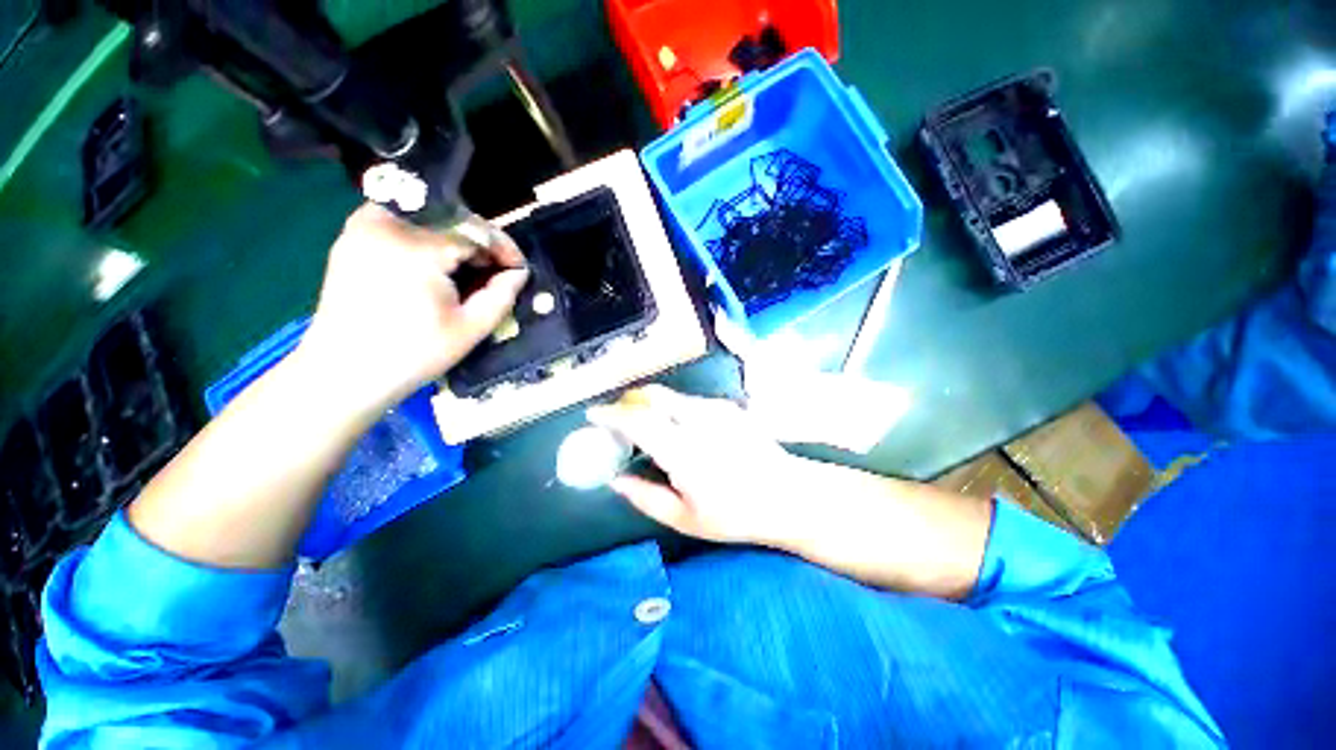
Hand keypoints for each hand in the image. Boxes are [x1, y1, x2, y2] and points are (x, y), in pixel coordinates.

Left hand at [298, 204, 528, 412]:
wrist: (345, 371)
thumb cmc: (414, 354)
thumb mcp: (471, 328)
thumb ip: (501, 295)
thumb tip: (519, 272)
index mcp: (417, 248)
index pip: (475, 231)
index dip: (503, 248)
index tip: (519, 268)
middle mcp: (387, 224)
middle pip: (451, 216)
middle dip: (480, 242)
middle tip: (495, 270)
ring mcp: (364, 226)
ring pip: (426, 214)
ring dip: (454, 235)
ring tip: (468, 266)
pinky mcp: (352, 235)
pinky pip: (401, 221)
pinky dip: (426, 234)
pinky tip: (435, 262)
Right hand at [587, 385, 812, 546]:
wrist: (788, 495)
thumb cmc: (736, 514)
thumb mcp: (685, 518)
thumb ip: (645, 497)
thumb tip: (615, 479)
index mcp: (683, 451)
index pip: (637, 421)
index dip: (611, 414)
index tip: (593, 414)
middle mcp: (698, 421)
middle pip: (653, 396)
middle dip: (630, 401)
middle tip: (618, 418)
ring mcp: (717, 410)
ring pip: (671, 397)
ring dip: (652, 406)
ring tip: (648, 428)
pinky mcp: (729, 407)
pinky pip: (690, 401)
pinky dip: (674, 409)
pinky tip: (681, 430)